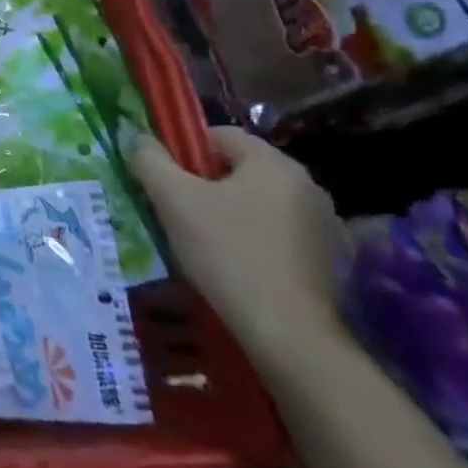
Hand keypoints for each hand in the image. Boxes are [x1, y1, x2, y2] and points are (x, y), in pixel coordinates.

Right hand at [129, 126, 344, 369]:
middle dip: (205, 185)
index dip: (184, 152)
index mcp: (274, 163)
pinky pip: (278, 232)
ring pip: (258, 202)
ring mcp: (324, 223)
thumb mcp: (173, 200)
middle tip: (178, 213)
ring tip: (203, 243)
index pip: (219, 136)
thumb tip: (138, 138)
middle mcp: (306, 185)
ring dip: (229, 212)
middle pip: (239, 169)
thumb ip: (150, 160)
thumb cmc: (226, 253)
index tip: (166, 183)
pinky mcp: (329, 258)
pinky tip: (236, 265)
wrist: (287, 332)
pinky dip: (254, 239)